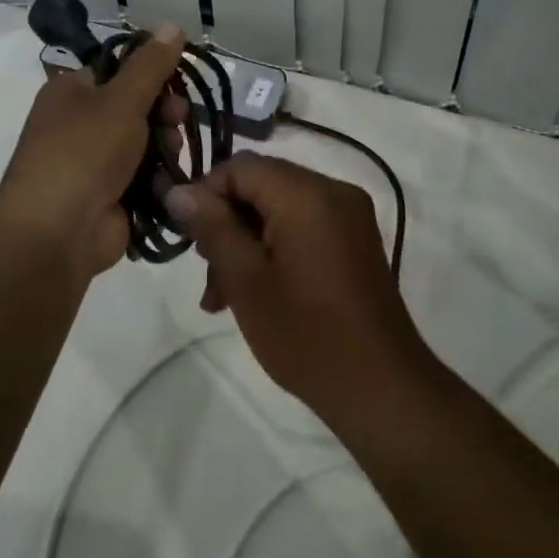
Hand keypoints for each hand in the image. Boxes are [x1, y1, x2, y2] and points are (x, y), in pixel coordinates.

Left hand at [0, 27, 186, 278]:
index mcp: (70, 92)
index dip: (150, 72)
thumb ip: (150, 65)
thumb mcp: (121, 100)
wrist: (56, 233)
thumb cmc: (83, 153)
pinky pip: (143, 176)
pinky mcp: (109, 195)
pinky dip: (158, 177)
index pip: (117, 69)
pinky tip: (172, 180)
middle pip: (134, 106)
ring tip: (172, 154)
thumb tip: (172, 25)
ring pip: (143, 142)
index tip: (177, 80)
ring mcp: (93, 162)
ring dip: (164, 145)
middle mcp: (78, 123)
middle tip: (178, 117)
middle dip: (162, 112)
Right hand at [163, 153, 429, 428]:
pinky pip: (302, 226)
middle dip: (226, 224)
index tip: (188, 237)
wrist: (382, 390)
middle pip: (260, 185)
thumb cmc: (306, 334)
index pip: (240, 167)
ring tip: (223, 297)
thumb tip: (177, 190)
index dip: (205, 194)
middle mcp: (333, 190)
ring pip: (278, 208)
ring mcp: (349, 215)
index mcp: (307, 193)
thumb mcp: (245, 280)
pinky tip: (256, 292)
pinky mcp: (355, 240)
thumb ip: (211, 227)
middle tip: (207, 275)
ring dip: (246, 242)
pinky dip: (274, 249)